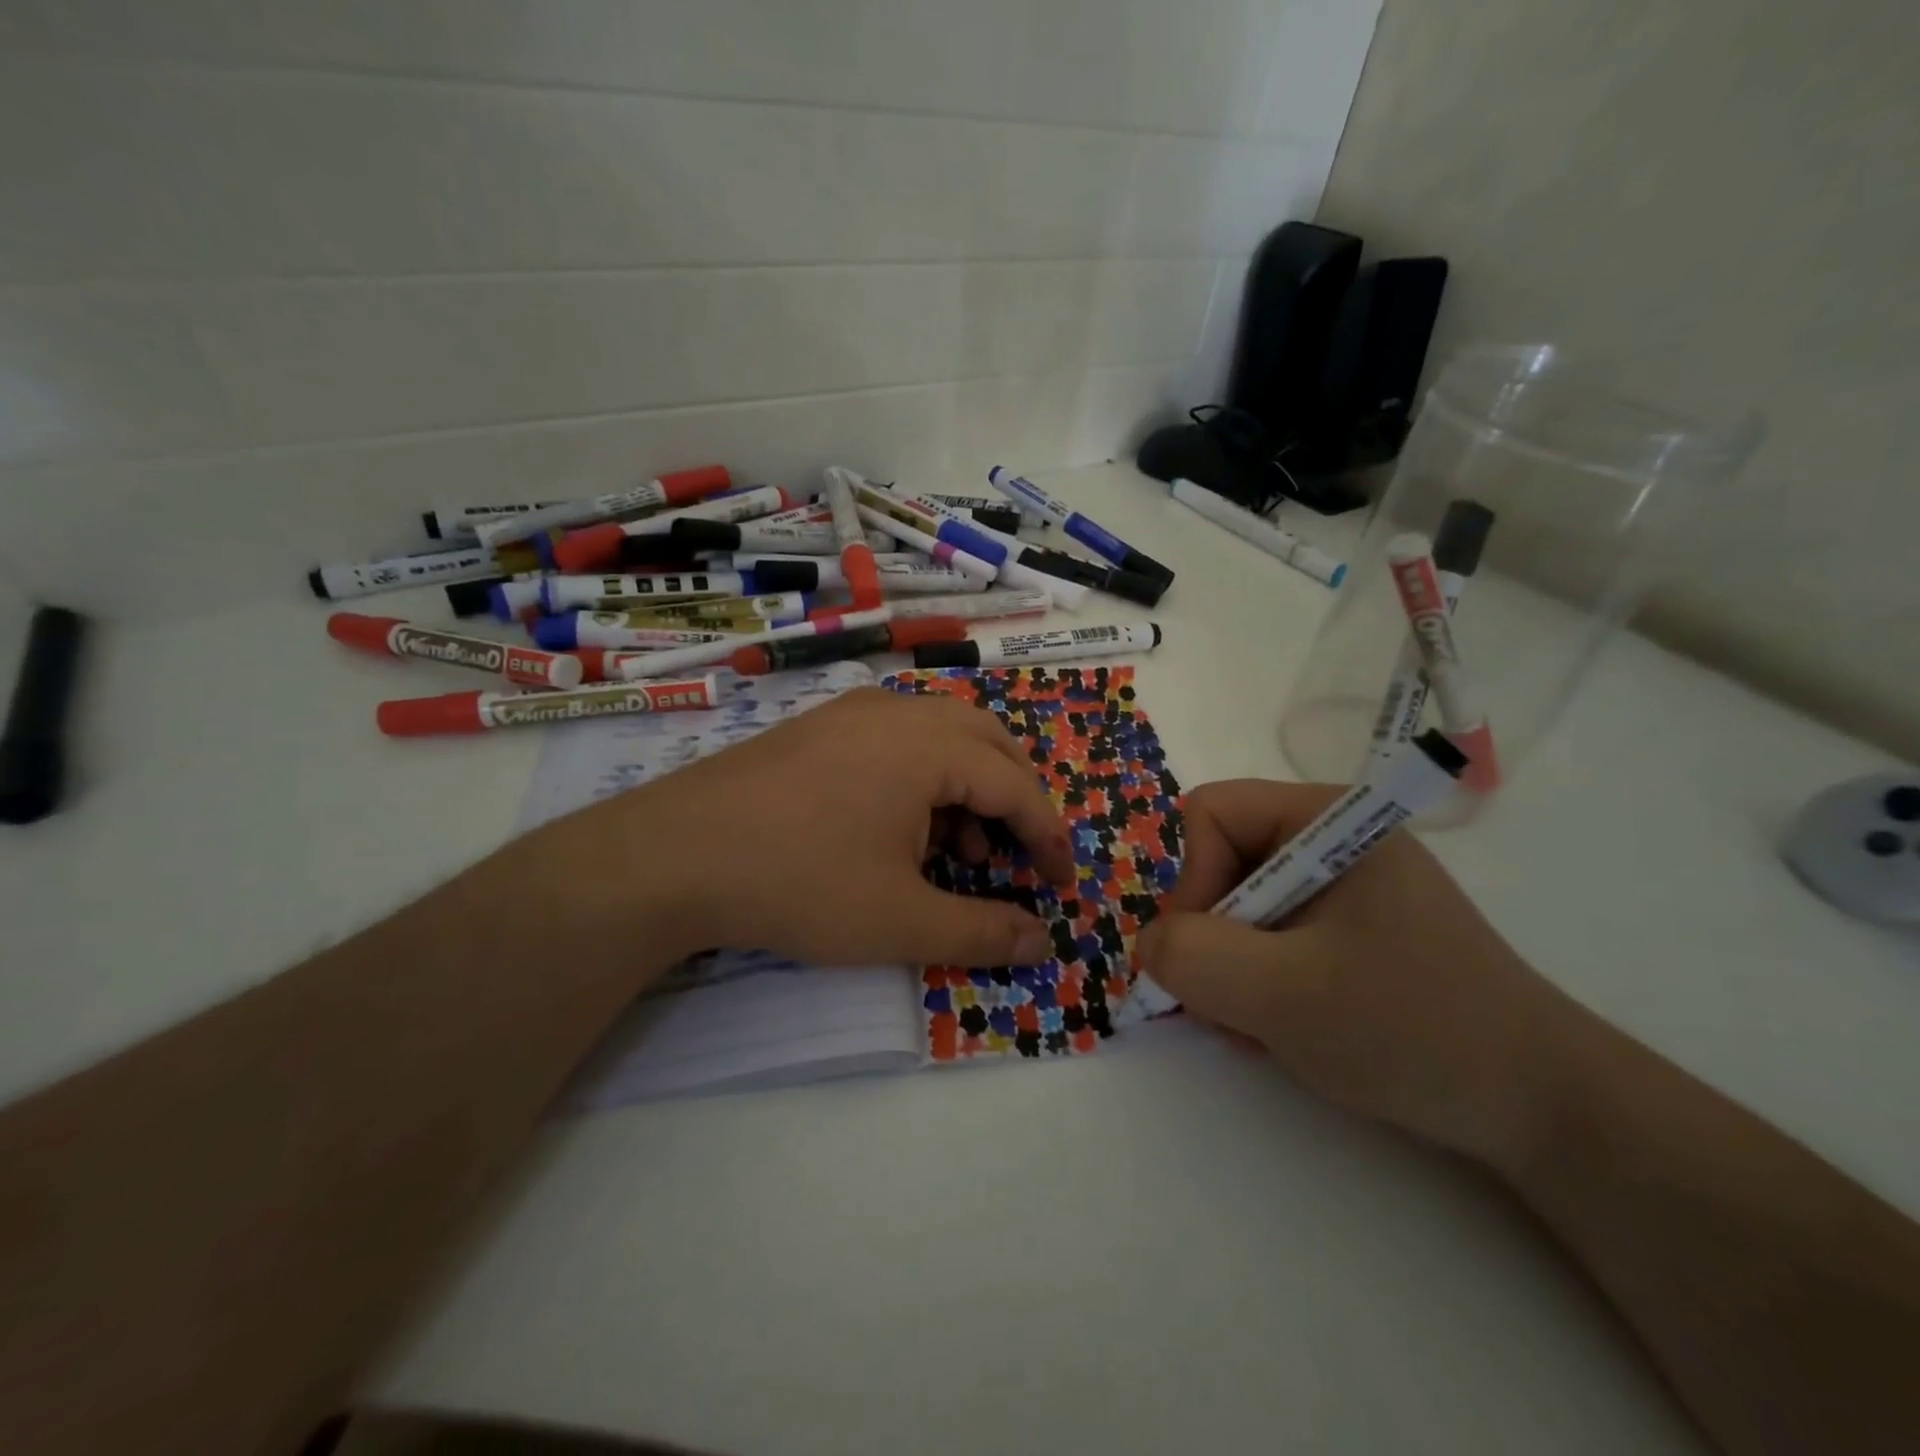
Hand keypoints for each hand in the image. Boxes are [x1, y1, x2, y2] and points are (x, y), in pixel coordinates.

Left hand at [519, 687, 1074, 973]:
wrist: (672, 855)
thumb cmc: (799, 883)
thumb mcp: (900, 922)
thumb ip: (982, 932)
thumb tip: (1042, 942)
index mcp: (929, 745)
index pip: (1016, 785)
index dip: (1049, 836)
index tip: (1062, 883)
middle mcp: (898, 711)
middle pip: (988, 742)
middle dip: (1017, 799)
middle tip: (1022, 855)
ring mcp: (854, 712)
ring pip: (943, 736)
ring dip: (970, 787)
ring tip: (960, 852)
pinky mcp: (821, 726)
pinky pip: (899, 738)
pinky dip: (925, 777)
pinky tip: (902, 829)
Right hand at [1138, 780, 1582, 1168]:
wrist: (1545, 1111)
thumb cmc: (1414, 1031)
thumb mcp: (1285, 995)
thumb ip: (1194, 957)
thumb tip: (1150, 944)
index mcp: (1328, 819)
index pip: (1211, 813)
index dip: (1191, 880)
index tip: (1208, 954)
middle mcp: (1331, 840)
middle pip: (1220, 862)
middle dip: (1210, 937)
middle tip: (1228, 1005)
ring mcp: (1342, 888)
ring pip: (1237, 907)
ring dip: (1230, 970)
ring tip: (1259, 1027)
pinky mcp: (1349, 931)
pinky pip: (1268, 937)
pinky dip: (1257, 983)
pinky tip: (1279, 1030)